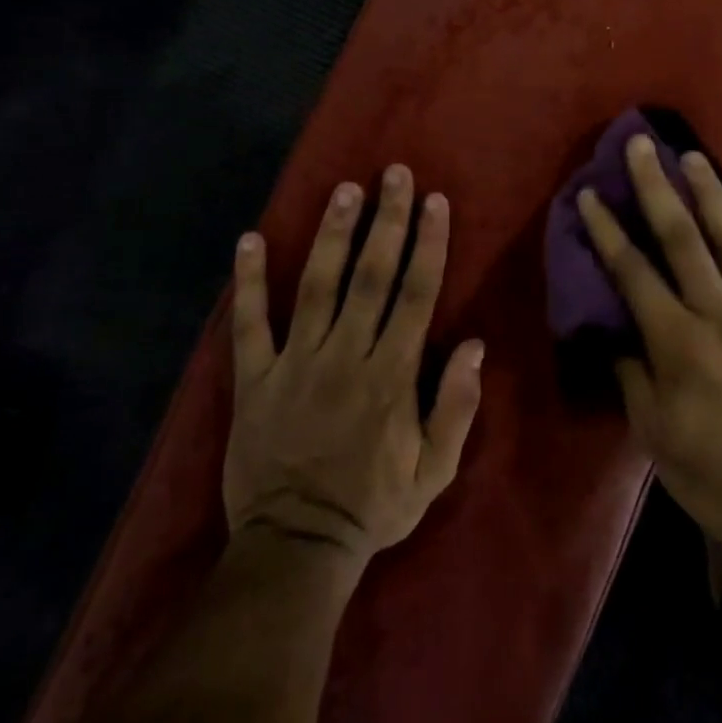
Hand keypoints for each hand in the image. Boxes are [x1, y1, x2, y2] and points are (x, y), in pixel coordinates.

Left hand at [224, 165, 484, 567]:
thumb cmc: (374, 506)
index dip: (427, 244)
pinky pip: (249, 325)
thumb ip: (457, 406)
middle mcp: (346, 355)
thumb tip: (475, 345)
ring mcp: (296, 364)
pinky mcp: (254, 379)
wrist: (296, 547)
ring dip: (331, 235)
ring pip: (316, 286)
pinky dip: (247, 283)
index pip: (416, 294)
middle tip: (394, 175)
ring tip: (343, 190)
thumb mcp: (435, 470)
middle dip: (386, 221)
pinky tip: (247, 240)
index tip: (434, 202)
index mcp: (392, 374)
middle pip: (370, 276)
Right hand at [577, 136, 721, 559]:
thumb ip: (630, 369)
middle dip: (655, 186)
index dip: (606, 229)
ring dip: (709, 191)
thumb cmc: (709, 472)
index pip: (633, 271)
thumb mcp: (650, 430)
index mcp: (678, 343)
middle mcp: (720, 314)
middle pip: (682, 237)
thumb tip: (616, 326)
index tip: (588, 194)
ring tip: (692, 156)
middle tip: (640, 145)